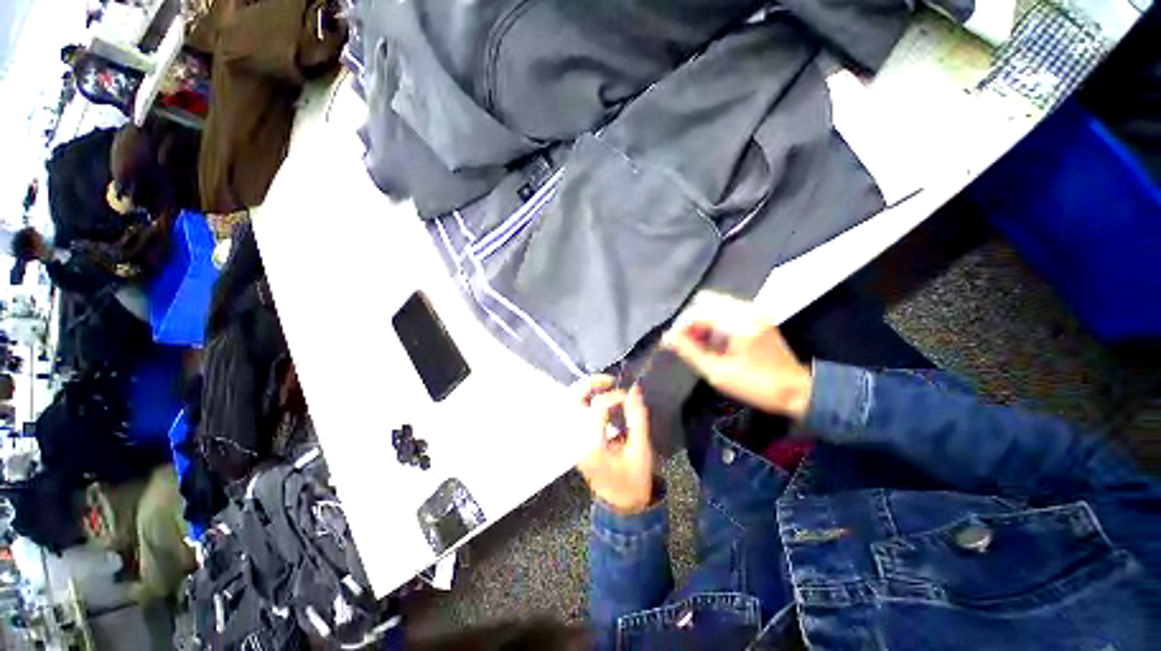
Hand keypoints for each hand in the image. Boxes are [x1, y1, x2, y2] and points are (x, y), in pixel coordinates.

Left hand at [575, 375, 653, 514]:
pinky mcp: (575, 441)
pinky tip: (601, 399)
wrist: (622, 504)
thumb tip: (634, 390)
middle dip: (589, 385)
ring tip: (606, 386)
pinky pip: (575, 413)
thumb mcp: (641, 450)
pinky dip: (586, 400)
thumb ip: (637, 418)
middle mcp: (576, 442)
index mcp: (592, 447)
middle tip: (609, 380)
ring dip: (586, 391)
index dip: (614, 397)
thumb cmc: (634, 481)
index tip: (630, 397)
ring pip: (570, 405)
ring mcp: (573, 442)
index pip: (597, 409)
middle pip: (572, 403)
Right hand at [662, 291, 813, 419]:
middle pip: (706, 301)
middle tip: (686, 342)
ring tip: (698, 344)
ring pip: (715, 304)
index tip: (671, 343)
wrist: (797, 391)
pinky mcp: (758, 315)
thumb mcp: (717, 373)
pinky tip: (713, 341)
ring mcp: (755, 310)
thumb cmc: (756, 385)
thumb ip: (689, 351)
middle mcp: (748, 309)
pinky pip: (726, 309)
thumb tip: (667, 337)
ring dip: (702, 321)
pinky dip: (714, 322)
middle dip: (691, 321)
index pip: (698, 312)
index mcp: (740, 323)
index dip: (680, 326)